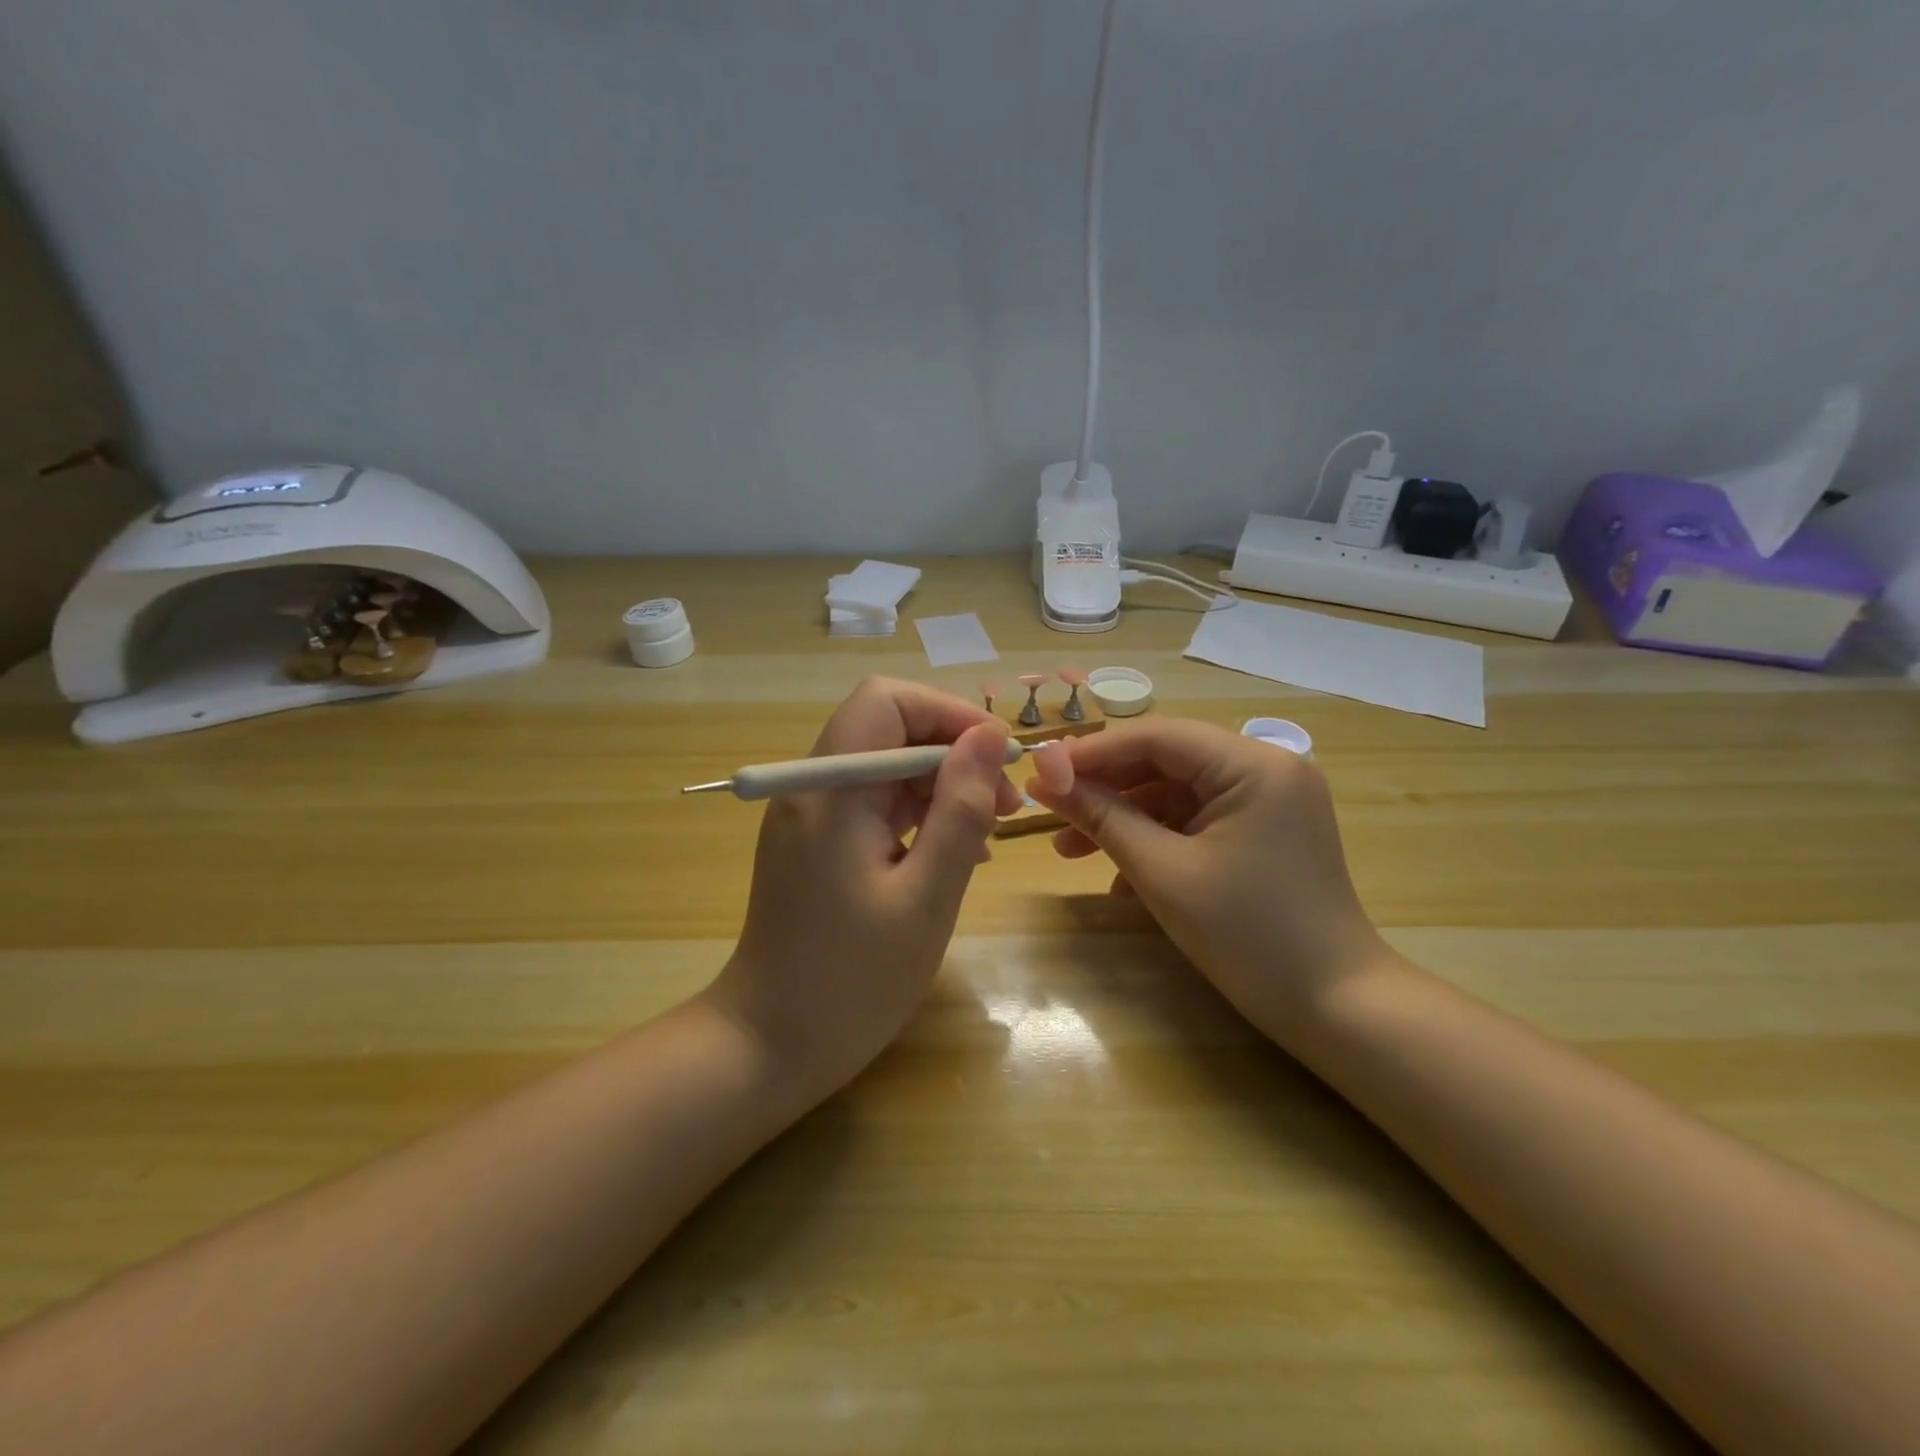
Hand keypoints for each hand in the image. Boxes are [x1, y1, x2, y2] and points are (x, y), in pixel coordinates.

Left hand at [705, 678, 1021, 1100]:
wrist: (768, 1046)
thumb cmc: (851, 981)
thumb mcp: (926, 897)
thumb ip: (960, 811)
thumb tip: (989, 737)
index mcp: (830, 789)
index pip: (886, 701)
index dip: (948, 714)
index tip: (998, 757)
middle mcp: (812, 787)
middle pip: (888, 729)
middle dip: (952, 753)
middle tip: (1007, 803)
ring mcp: (811, 815)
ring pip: (885, 766)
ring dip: (941, 785)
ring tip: (990, 830)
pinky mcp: (817, 843)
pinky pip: (873, 803)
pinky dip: (918, 814)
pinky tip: (954, 851)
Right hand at [1027, 719, 1392, 1037]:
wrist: (1335, 1009)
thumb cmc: (1247, 935)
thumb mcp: (1163, 872)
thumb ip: (1102, 817)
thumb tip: (1044, 779)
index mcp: (1253, 765)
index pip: (1157, 736)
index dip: (1092, 753)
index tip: (1039, 774)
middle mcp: (1267, 768)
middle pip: (1166, 761)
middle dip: (1105, 789)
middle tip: (1050, 812)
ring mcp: (1269, 801)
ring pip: (1177, 793)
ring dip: (1125, 819)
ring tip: (1070, 851)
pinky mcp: (1265, 832)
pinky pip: (1198, 821)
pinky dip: (1157, 840)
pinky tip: (1120, 878)